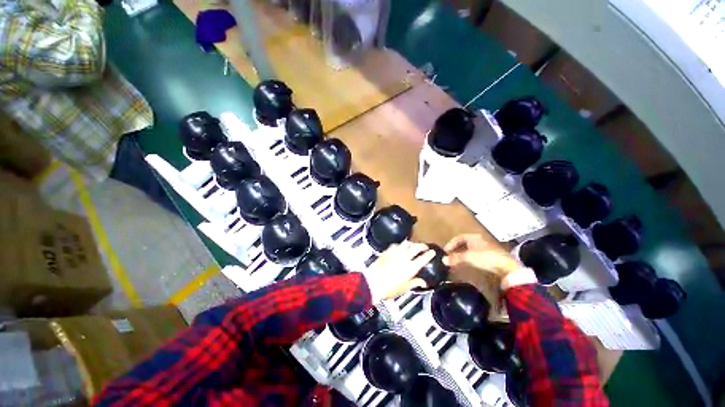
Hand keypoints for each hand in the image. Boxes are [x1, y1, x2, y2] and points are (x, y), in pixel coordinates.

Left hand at [364, 241, 435, 300]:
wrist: (373, 282)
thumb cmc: (389, 288)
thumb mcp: (404, 288)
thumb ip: (415, 283)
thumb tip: (423, 283)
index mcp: (410, 268)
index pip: (423, 258)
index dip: (429, 254)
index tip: (432, 252)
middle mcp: (404, 258)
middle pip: (415, 247)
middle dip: (422, 245)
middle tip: (424, 247)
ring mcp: (395, 253)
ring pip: (406, 243)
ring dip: (411, 243)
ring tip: (413, 245)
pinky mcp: (387, 251)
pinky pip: (395, 245)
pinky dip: (400, 245)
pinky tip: (400, 246)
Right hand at [444, 234, 521, 277]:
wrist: (507, 268)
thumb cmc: (485, 257)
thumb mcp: (468, 257)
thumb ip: (455, 258)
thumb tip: (443, 260)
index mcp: (474, 237)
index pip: (458, 238)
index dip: (450, 244)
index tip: (445, 251)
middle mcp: (479, 240)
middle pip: (464, 243)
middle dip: (456, 249)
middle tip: (450, 255)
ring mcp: (486, 247)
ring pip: (470, 248)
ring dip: (462, 254)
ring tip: (457, 260)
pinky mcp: (491, 255)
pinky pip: (476, 254)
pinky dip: (469, 257)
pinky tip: (468, 263)